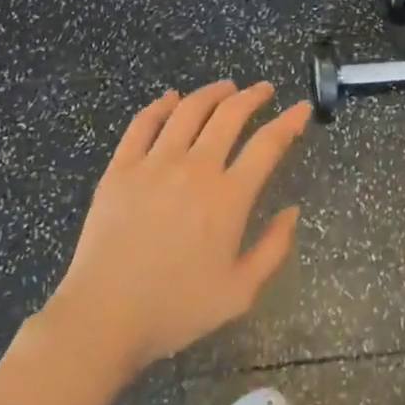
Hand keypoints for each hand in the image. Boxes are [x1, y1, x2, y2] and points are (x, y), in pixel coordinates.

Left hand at [41, 81, 308, 378]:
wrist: (103, 317)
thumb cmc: (176, 309)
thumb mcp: (240, 292)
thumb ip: (273, 249)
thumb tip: (292, 212)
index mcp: (228, 197)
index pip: (267, 144)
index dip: (289, 122)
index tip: (301, 109)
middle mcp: (195, 168)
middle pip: (229, 115)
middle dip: (253, 96)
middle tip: (264, 90)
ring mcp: (154, 164)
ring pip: (188, 110)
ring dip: (212, 92)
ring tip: (226, 87)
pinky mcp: (120, 168)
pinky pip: (143, 124)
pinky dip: (161, 105)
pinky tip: (171, 98)